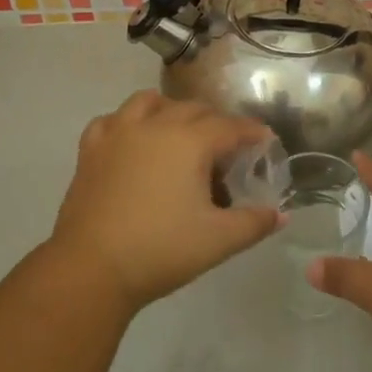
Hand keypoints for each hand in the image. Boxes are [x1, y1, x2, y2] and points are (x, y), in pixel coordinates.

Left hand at [49, 92, 279, 312]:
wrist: (91, 269)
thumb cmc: (161, 250)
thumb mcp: (218, 241)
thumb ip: (254, 223)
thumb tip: (280, 215)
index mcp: (190, 141)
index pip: (230, 127)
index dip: (252, 132)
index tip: (264, 140)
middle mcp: (156, 125)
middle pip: (194, 109)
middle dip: (216, 122)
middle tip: (227, 148)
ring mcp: (119, 133)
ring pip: (150, 102)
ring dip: (170, 110)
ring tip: (179, 132)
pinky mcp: (91, 149)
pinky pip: (112, 120)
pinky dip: (126, 123)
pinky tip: (131, 141)